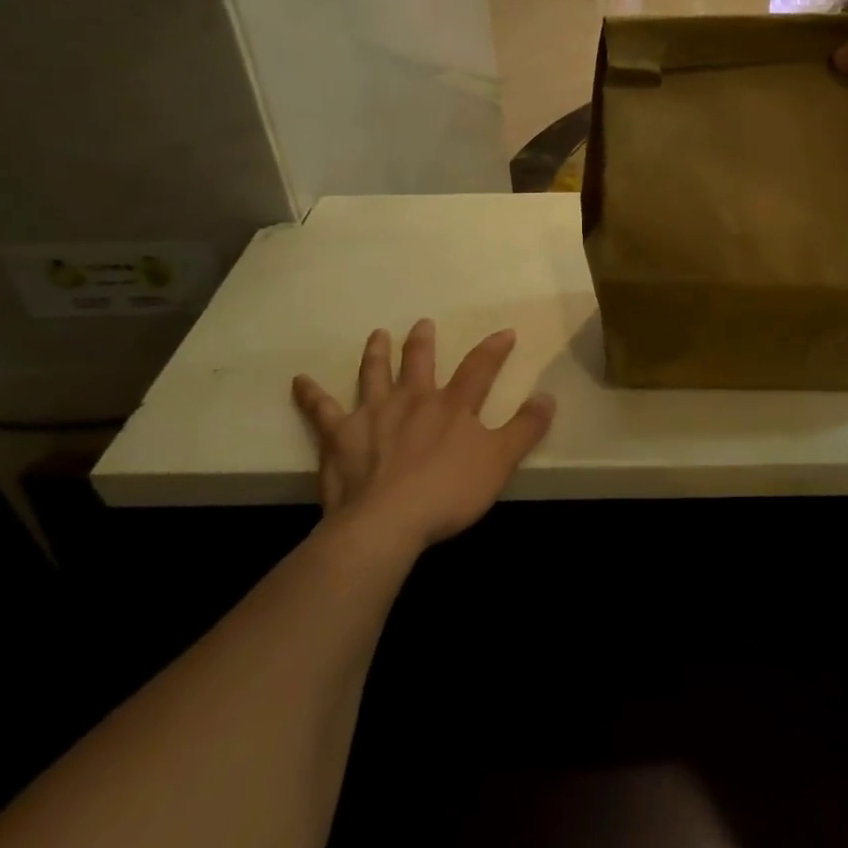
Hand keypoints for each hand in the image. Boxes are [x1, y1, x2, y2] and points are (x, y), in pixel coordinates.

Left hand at [292, 321, 555, 553]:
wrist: (386, 523)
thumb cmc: (448, 492)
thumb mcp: (500, 462)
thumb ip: (525, 428)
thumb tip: (548, 396)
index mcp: (452, 405)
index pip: (479, 368)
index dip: (494, 349)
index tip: (505, 332)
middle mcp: (412, 399)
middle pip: (418, 362)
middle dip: (422, 341)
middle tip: (422, 324)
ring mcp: (373, 415)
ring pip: (373, 374)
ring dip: (376, 353)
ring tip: (376, 334)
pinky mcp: (339, 437)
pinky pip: (321, 410)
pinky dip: (310, 395)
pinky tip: (299, 381)